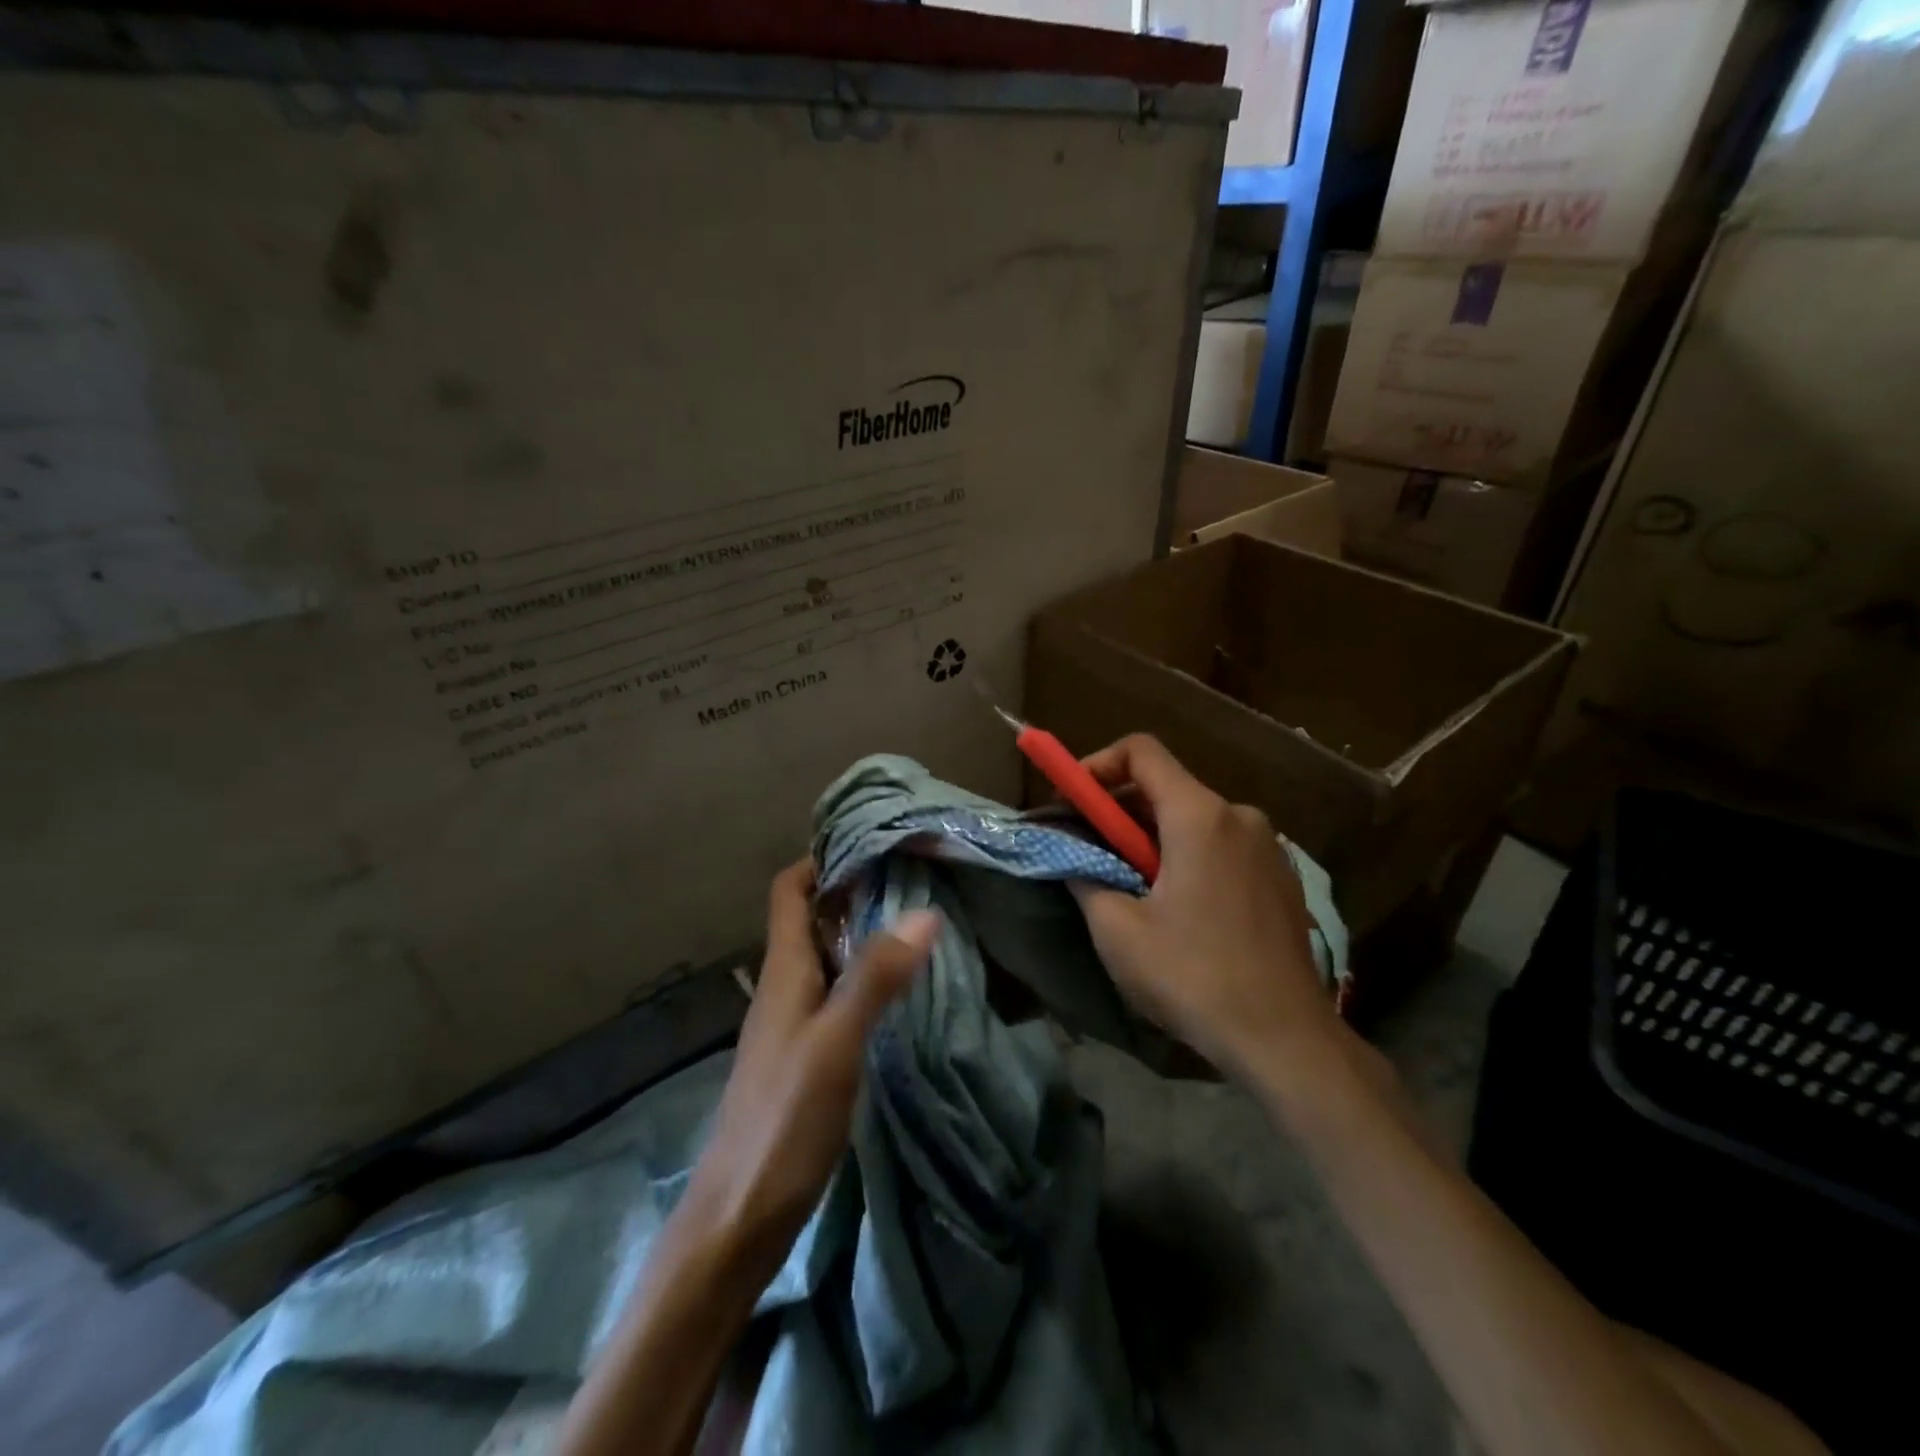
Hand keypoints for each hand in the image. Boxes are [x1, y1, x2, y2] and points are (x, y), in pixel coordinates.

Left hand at [678, 860, 937, 1287]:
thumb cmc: (783, 1122)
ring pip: (827, 957)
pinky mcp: (807, 1056)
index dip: (821, 860)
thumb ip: (876, 977)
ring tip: (919, 920)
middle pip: (812, 918)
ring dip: (864, 933)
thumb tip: (925, 911)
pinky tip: (902, 990)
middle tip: (914, 876)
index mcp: (783, 971)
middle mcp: (785, 987)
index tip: (872, 842)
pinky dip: (867, 977)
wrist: (739, 1218)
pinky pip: (837, 995)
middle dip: (854, 891)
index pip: (790, 890)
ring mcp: (794, 1024)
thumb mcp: (836, 1043)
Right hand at [1070, 735, 1333, 1075]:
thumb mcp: (1117, 931)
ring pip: (1195, 818)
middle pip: (1167, 786)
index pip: (1142, 751)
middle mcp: (1240, 816)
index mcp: (1200, 816)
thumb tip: (1074, 860)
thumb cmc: (1193, 977)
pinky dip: (1188, 855)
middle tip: (1090, 850)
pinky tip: (1178, 907)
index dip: (1098, 764)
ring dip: (1153, 837)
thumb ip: (1085, 879)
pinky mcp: (1281, 876)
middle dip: (1120, 809)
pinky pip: (1222, 845)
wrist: (1285, 1039)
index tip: (1072, 800)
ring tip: (1131, 887)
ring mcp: (1268, 846)